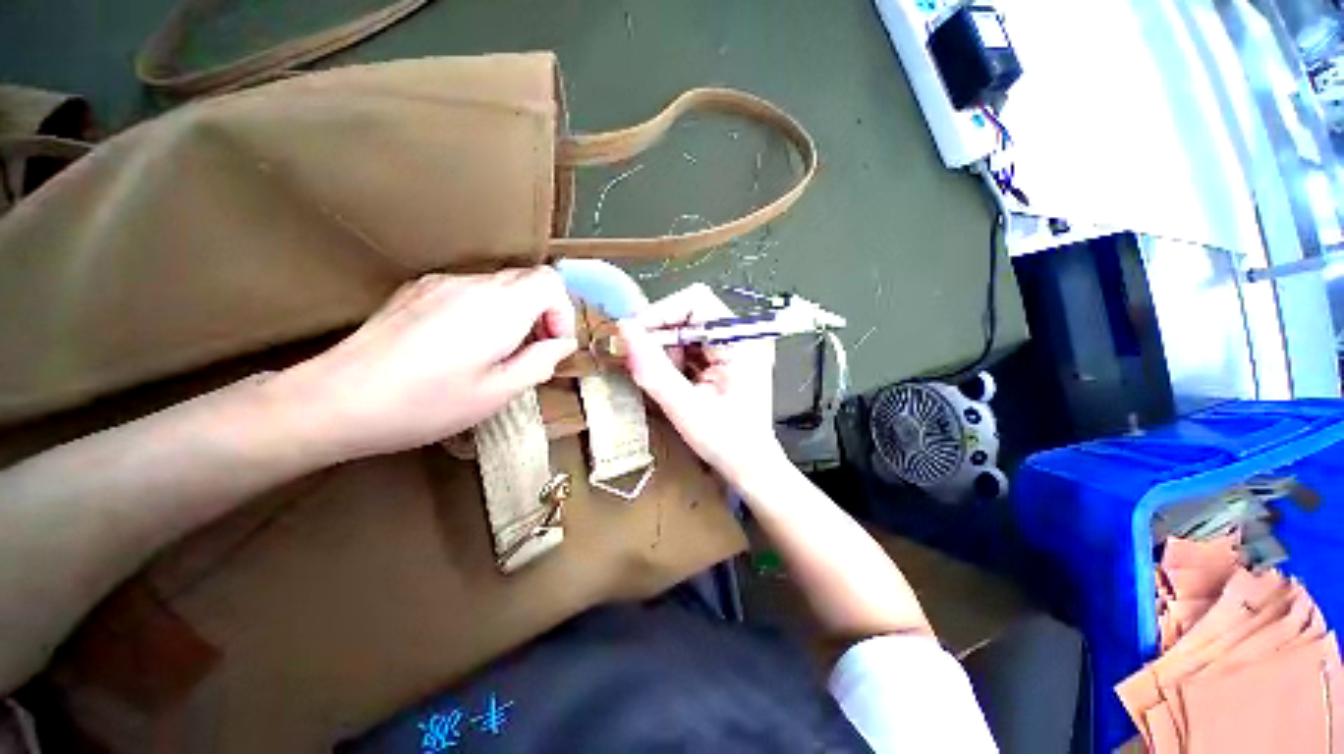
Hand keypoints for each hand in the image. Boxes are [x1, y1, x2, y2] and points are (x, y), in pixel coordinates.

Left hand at [279, 268, 576, 460]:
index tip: (551, 343)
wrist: (335, 400)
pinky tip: (460, 345)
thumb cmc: (426, 404)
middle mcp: (472, 284)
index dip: (562, 311)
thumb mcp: (497, 393)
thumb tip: (562, 344)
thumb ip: (540, 362)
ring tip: (495, 354)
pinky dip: (484, 311)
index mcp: (498, 307)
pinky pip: (469, 290)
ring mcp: (440, 282)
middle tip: (528, 353)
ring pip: (499, 286)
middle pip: (526, 280)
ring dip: (513, 314)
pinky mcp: (416, 289)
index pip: (550, 281)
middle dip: (541, 314)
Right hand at [619, 284, 785, 484]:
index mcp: (741, 341)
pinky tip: (674, 381)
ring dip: (666, 350)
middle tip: (643, 365)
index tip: (634, 338)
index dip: (660, 313)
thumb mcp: (685, 408)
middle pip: (690, 313)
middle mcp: (741, 336)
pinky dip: (674, 359)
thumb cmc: (726, 442)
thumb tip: (624, 331)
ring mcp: (734, 346)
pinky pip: (691, 345)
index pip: (696, 302)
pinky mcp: (726, 357)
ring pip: (686, 329)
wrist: (751, 466)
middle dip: (661, 336)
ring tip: (664, 380)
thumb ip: (654, 369)